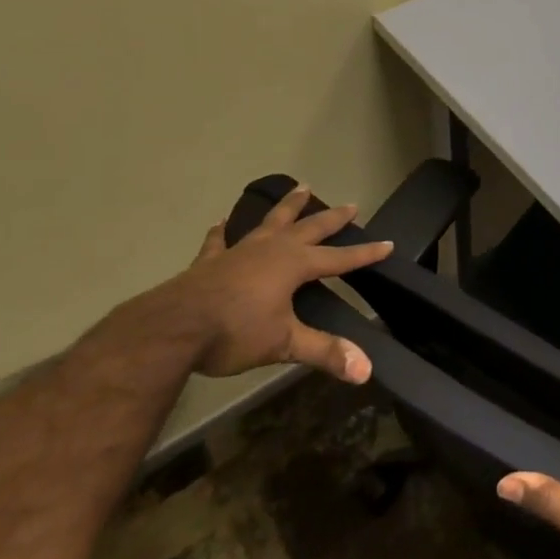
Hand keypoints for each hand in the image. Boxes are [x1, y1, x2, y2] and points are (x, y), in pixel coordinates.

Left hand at [169, 184, 392, 380]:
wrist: (172, 329)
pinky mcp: (211, 262)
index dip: (364, 253)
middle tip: (351, 205)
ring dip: (288, 206)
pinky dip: (223, 231)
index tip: (387, 244)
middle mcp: (271, 250)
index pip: (339, 258)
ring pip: (270, 221)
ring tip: (301, 187)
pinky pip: (220, 241)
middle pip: (309, 228)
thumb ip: (325, 353)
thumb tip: (366, 370)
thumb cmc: (234, 332)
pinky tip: (221, 222)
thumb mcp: (285, 344)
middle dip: (332, 218)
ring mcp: (239, 251)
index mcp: (294, 265)